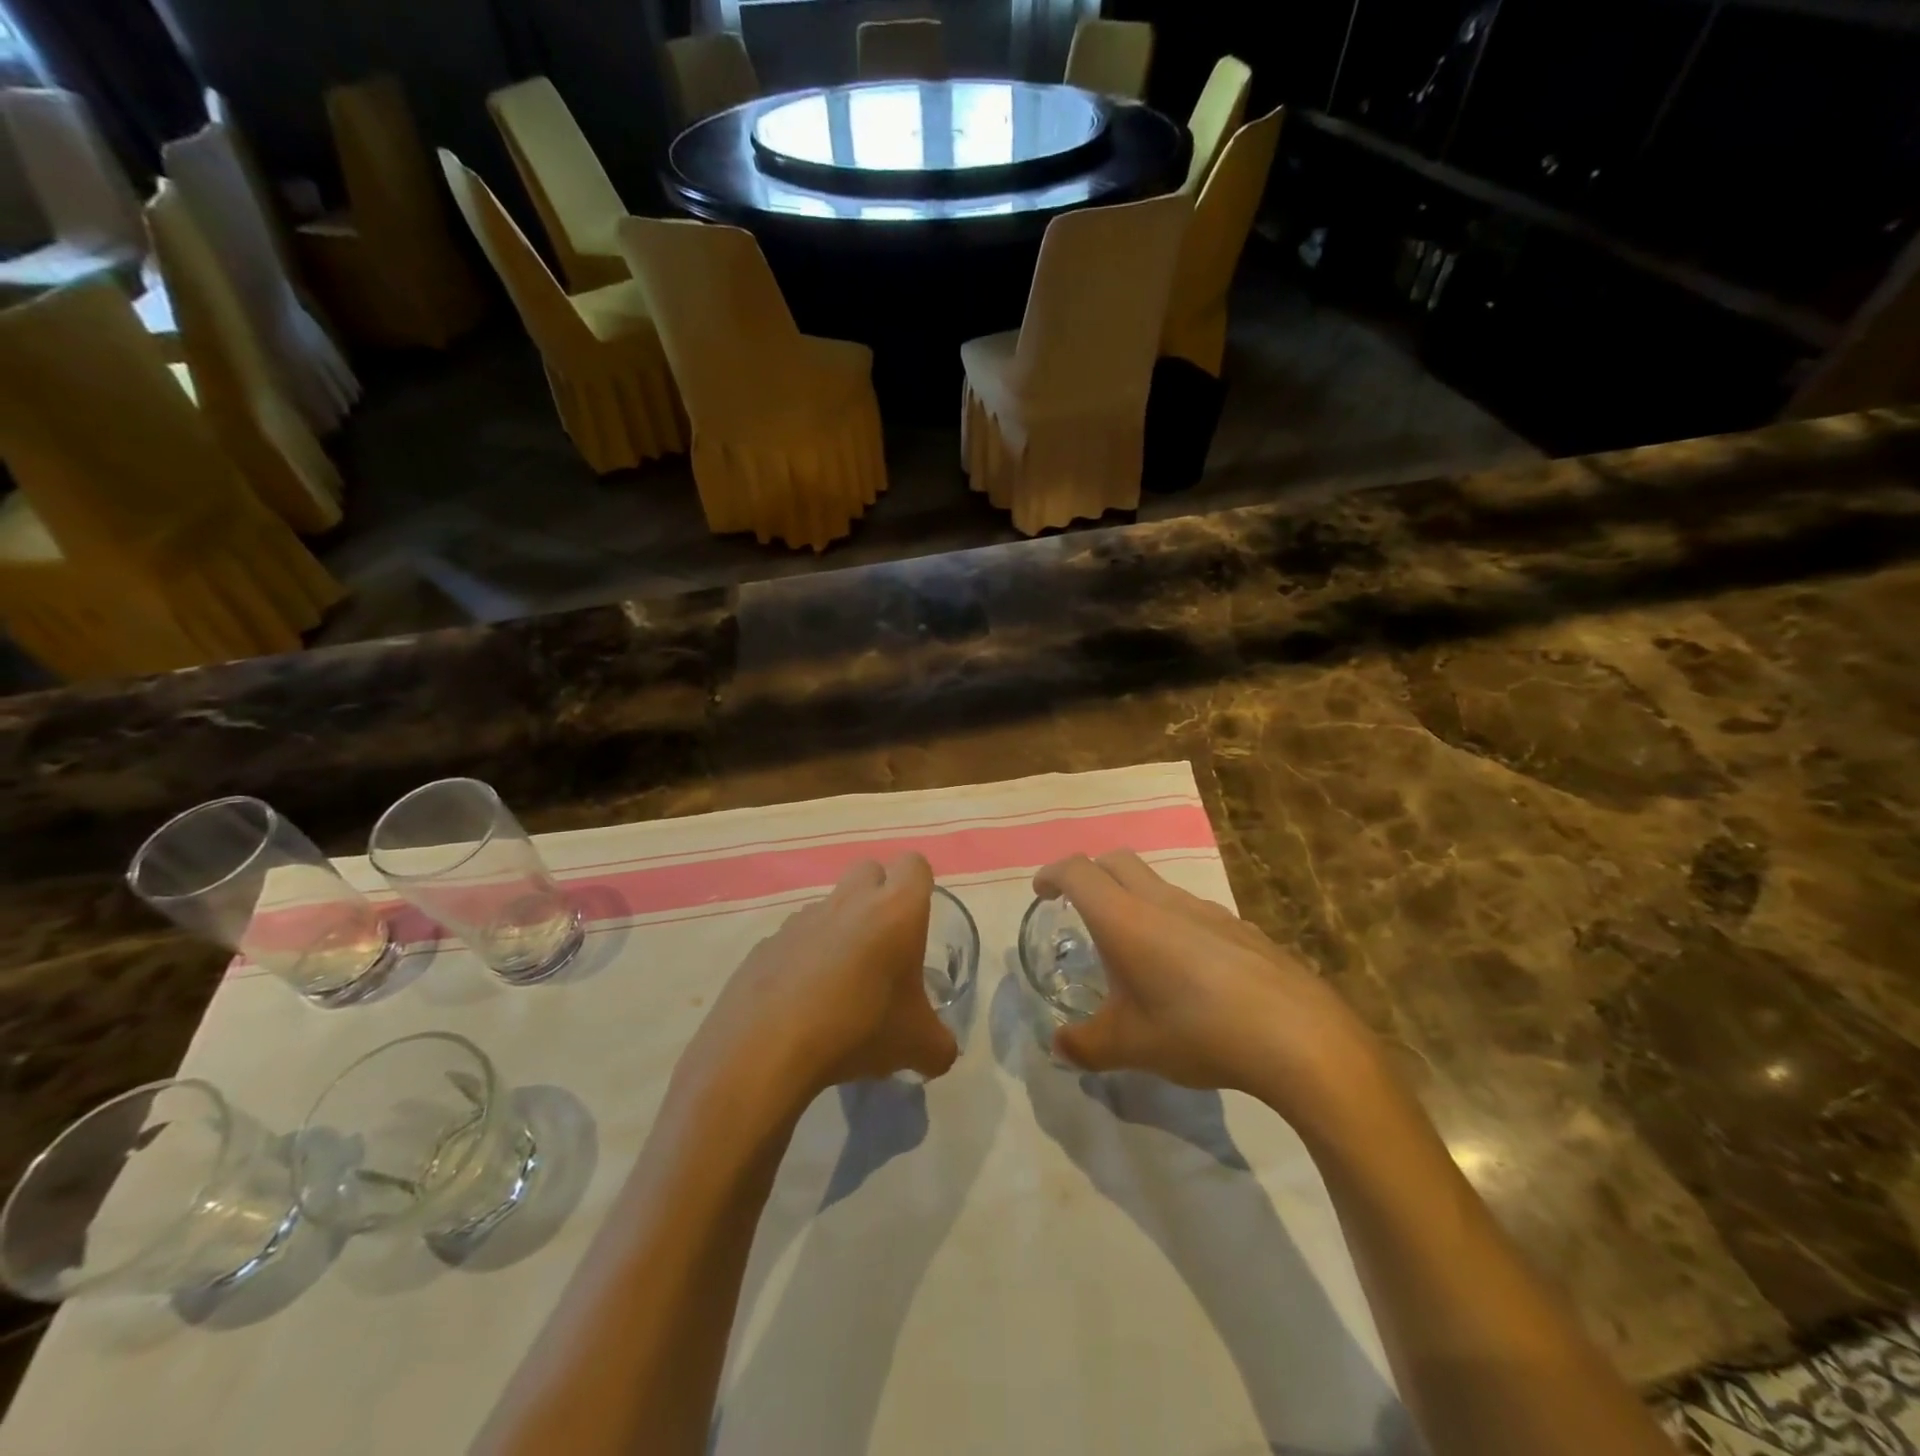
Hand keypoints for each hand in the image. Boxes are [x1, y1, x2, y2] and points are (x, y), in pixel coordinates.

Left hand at [686, 854, 958, 1110]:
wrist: (766, 1048)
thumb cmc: (858, 1028)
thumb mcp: (916, 1046)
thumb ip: (939, 1044)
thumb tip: (941, 1053)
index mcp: (894, 910)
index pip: (914, 864)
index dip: (919, 885)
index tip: (918, 921)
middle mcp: (850, 901)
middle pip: (869, 869)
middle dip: (879, 894)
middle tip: (885, 943)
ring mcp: (802, 918)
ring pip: (831, 905)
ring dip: (841, 928)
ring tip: (843, 982)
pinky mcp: (768, 942)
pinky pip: (796, 938)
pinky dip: (805, 958)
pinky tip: (804, 1002)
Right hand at [1034, 851, 1381, 1113]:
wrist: (1297, 1037)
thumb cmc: (1197, 1031)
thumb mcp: (1129, 1048)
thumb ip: (1085, 1046)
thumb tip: (1058, 1047)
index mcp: (1126, 918)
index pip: (1078, 872)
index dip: (1053, 875)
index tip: (1041, 893)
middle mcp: (1163, 901)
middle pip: (1117, 861)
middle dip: (1090, 873)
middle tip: (1077, 906)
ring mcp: (1207, 910)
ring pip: (1157, 884)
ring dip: (1133, 899)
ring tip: (1132, 948)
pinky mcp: (1240, 927)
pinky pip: (1191, 910)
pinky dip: (1171, 922)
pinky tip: (1185, 971)